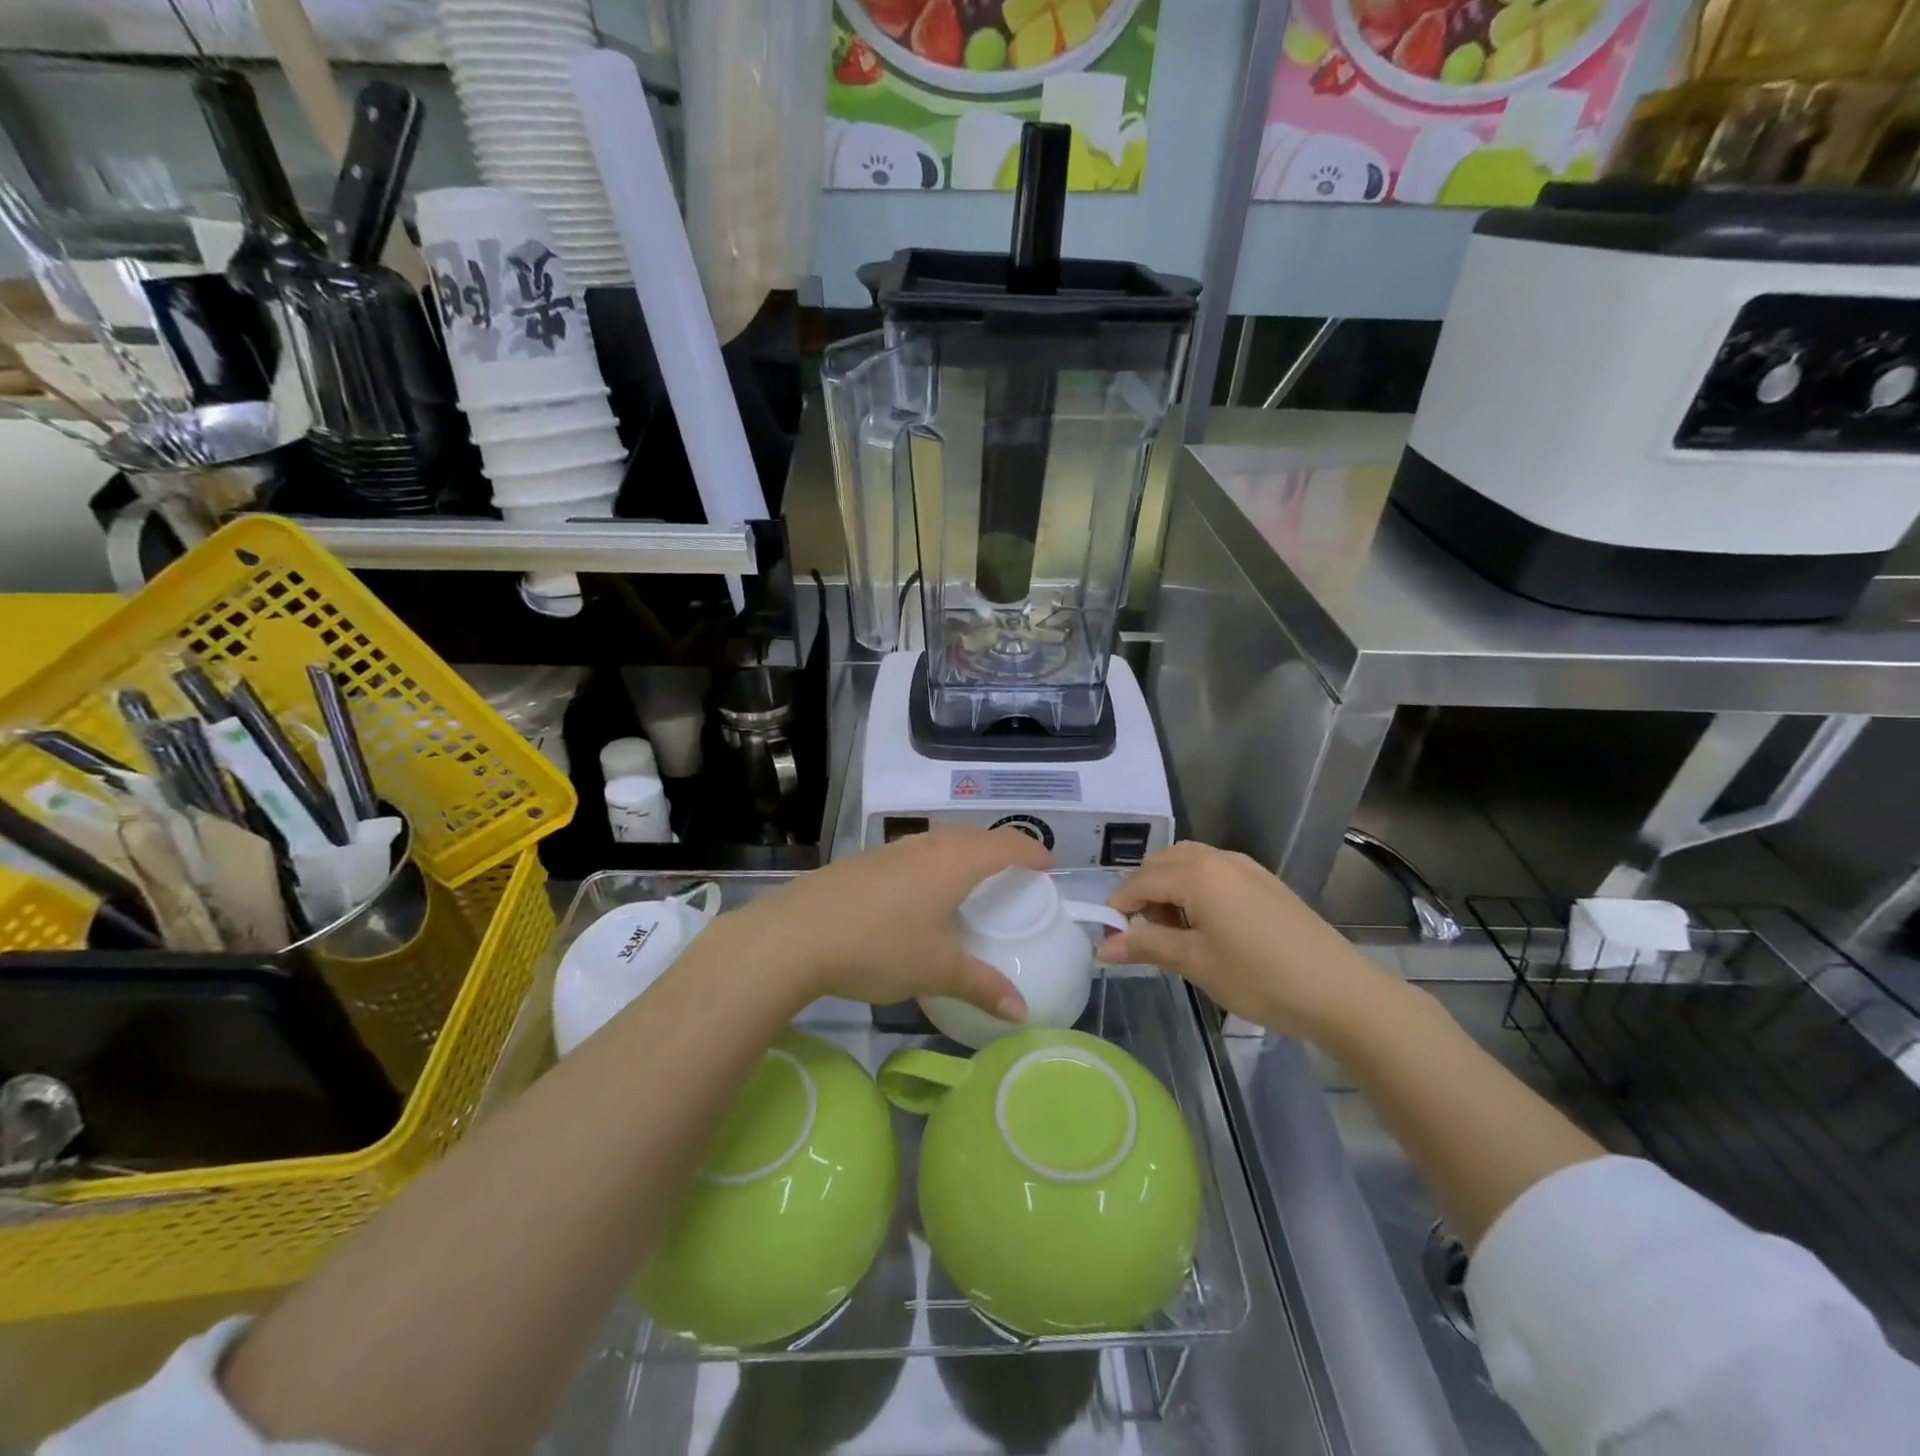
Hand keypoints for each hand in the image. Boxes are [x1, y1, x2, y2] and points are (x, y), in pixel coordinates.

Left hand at [744, 828, 1051, 1018]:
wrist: (797, 934)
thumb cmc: (879, 946)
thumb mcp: (936, 970)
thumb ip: (982, 986)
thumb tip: (1021, 1012)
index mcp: (955, 863)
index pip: (1006, 845)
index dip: (1032, 852)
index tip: (1049, 865)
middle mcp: (927, 846)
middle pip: (975, 835)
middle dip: (1000, 848)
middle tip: (1015, 873)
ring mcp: (892, 849)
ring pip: (941, 840)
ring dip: (964, 851)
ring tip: (972, 879)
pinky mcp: (866, 860)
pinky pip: (915, 852)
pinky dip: (934, 861)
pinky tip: (921, 892)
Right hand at [1098, 841, 1390, 1038]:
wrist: (1340, 991)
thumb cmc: (1259, 977)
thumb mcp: (1195, 963)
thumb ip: (1146, 946)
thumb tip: (1102, 946)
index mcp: (1196, 873)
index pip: (1139, 881)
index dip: (1118, 910)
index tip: (1110, 941)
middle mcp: (1217, 858)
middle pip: (1161, 864)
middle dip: (1142, 895)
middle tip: (1145, 938)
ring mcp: (1244, 866)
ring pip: (1187, 864)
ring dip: (1169, 889)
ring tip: (1175, 933)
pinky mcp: (1263, 881)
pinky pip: (1213, 872)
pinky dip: (1195, 890)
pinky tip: (1207, 927)